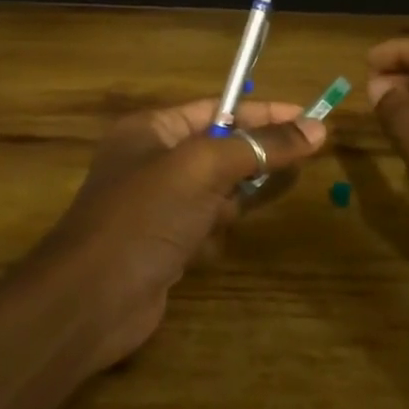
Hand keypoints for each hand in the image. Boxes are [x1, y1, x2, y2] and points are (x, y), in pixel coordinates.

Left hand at [35, 98, 326, 371]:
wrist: (92, 300)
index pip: (217, 109)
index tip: (310, 117)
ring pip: (217, 192)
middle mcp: (152, 162)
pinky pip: (205, 226)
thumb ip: (260, 146)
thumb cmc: (145, 217)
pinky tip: (201, 250)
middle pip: (221, 151)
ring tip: (236, 212)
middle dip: (253, 159)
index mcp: (151, 130)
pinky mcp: (164, 244)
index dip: (264, 112)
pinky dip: (212, 234)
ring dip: (231, 202)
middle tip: (300, 163)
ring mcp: (157, 205)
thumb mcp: (204, 169)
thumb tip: (316, 126)